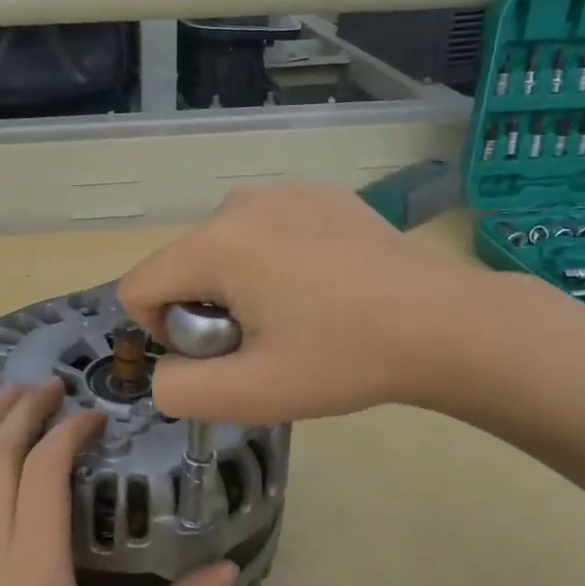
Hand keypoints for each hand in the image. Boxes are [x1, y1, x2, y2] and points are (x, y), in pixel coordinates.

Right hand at [120, 182, 535, 423]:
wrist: (445, 323)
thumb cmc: (343, 358)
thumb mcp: (252, 394)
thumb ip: (179, 391)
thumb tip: (163, 373)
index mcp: (215, 244)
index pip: (139, 287)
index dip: (162, 334)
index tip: (220, 353)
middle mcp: (239, 203)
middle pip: (183, 268)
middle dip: (206, 311)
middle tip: (269, 342)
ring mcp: (284, 191)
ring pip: (223, 250)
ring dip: (239, 287)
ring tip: (300, 314)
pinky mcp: (319, 193)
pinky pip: (265, 231)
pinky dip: (275, 262)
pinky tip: (326, 286)